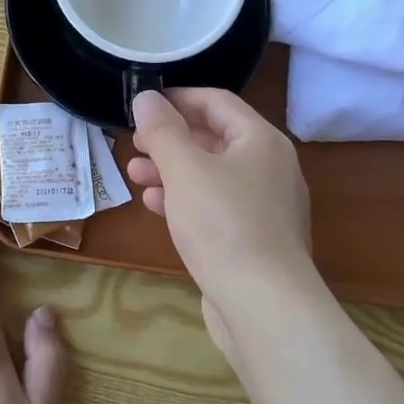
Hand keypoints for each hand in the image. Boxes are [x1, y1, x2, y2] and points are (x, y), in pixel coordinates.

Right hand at [127, 89, 326, 353]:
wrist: (263, 306)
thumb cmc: (223, 225)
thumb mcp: (185, 170)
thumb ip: (162, 130)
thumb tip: (147, 97)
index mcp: (262, 140)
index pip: (217, 102)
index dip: (177, 98)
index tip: (142, 105)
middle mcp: (270, 167)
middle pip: (214, 138)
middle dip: (170, 139)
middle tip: (134, 143)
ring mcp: (265, 205)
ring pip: (212, 174)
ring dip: (172, 170)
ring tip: (134, 174)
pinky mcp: (255, 238)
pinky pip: (216, 205)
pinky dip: (186, 199)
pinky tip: (155, 206)